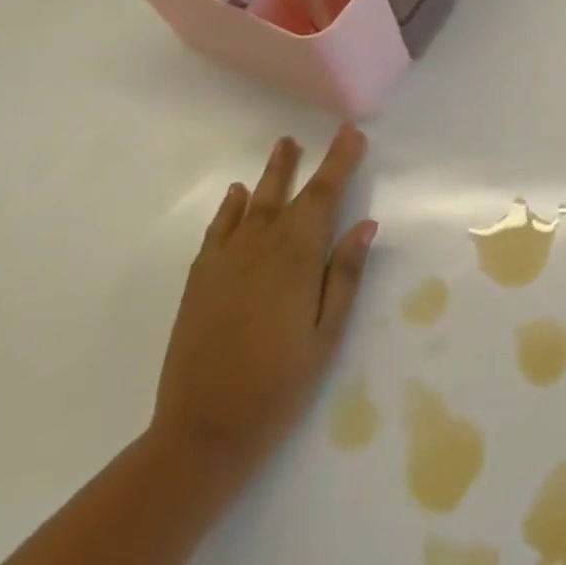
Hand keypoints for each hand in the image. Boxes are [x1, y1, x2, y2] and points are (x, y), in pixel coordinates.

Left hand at [151, 127, 375, 476]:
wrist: (203, 430)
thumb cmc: (280, 384)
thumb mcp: (327, 334)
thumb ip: (345, 275)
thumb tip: (365, 224)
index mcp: (297, 260)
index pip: (324, 197)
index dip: (340, 162)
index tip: (352, 134)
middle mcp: (260, 249)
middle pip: (289, 194)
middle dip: (310, 161)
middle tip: (323, 133)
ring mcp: (225, 263)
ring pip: (253, 205)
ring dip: (271, 173)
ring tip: (284, 146)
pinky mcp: (200, 280)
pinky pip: (218, 230)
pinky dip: (231, 208)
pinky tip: (239, 194)